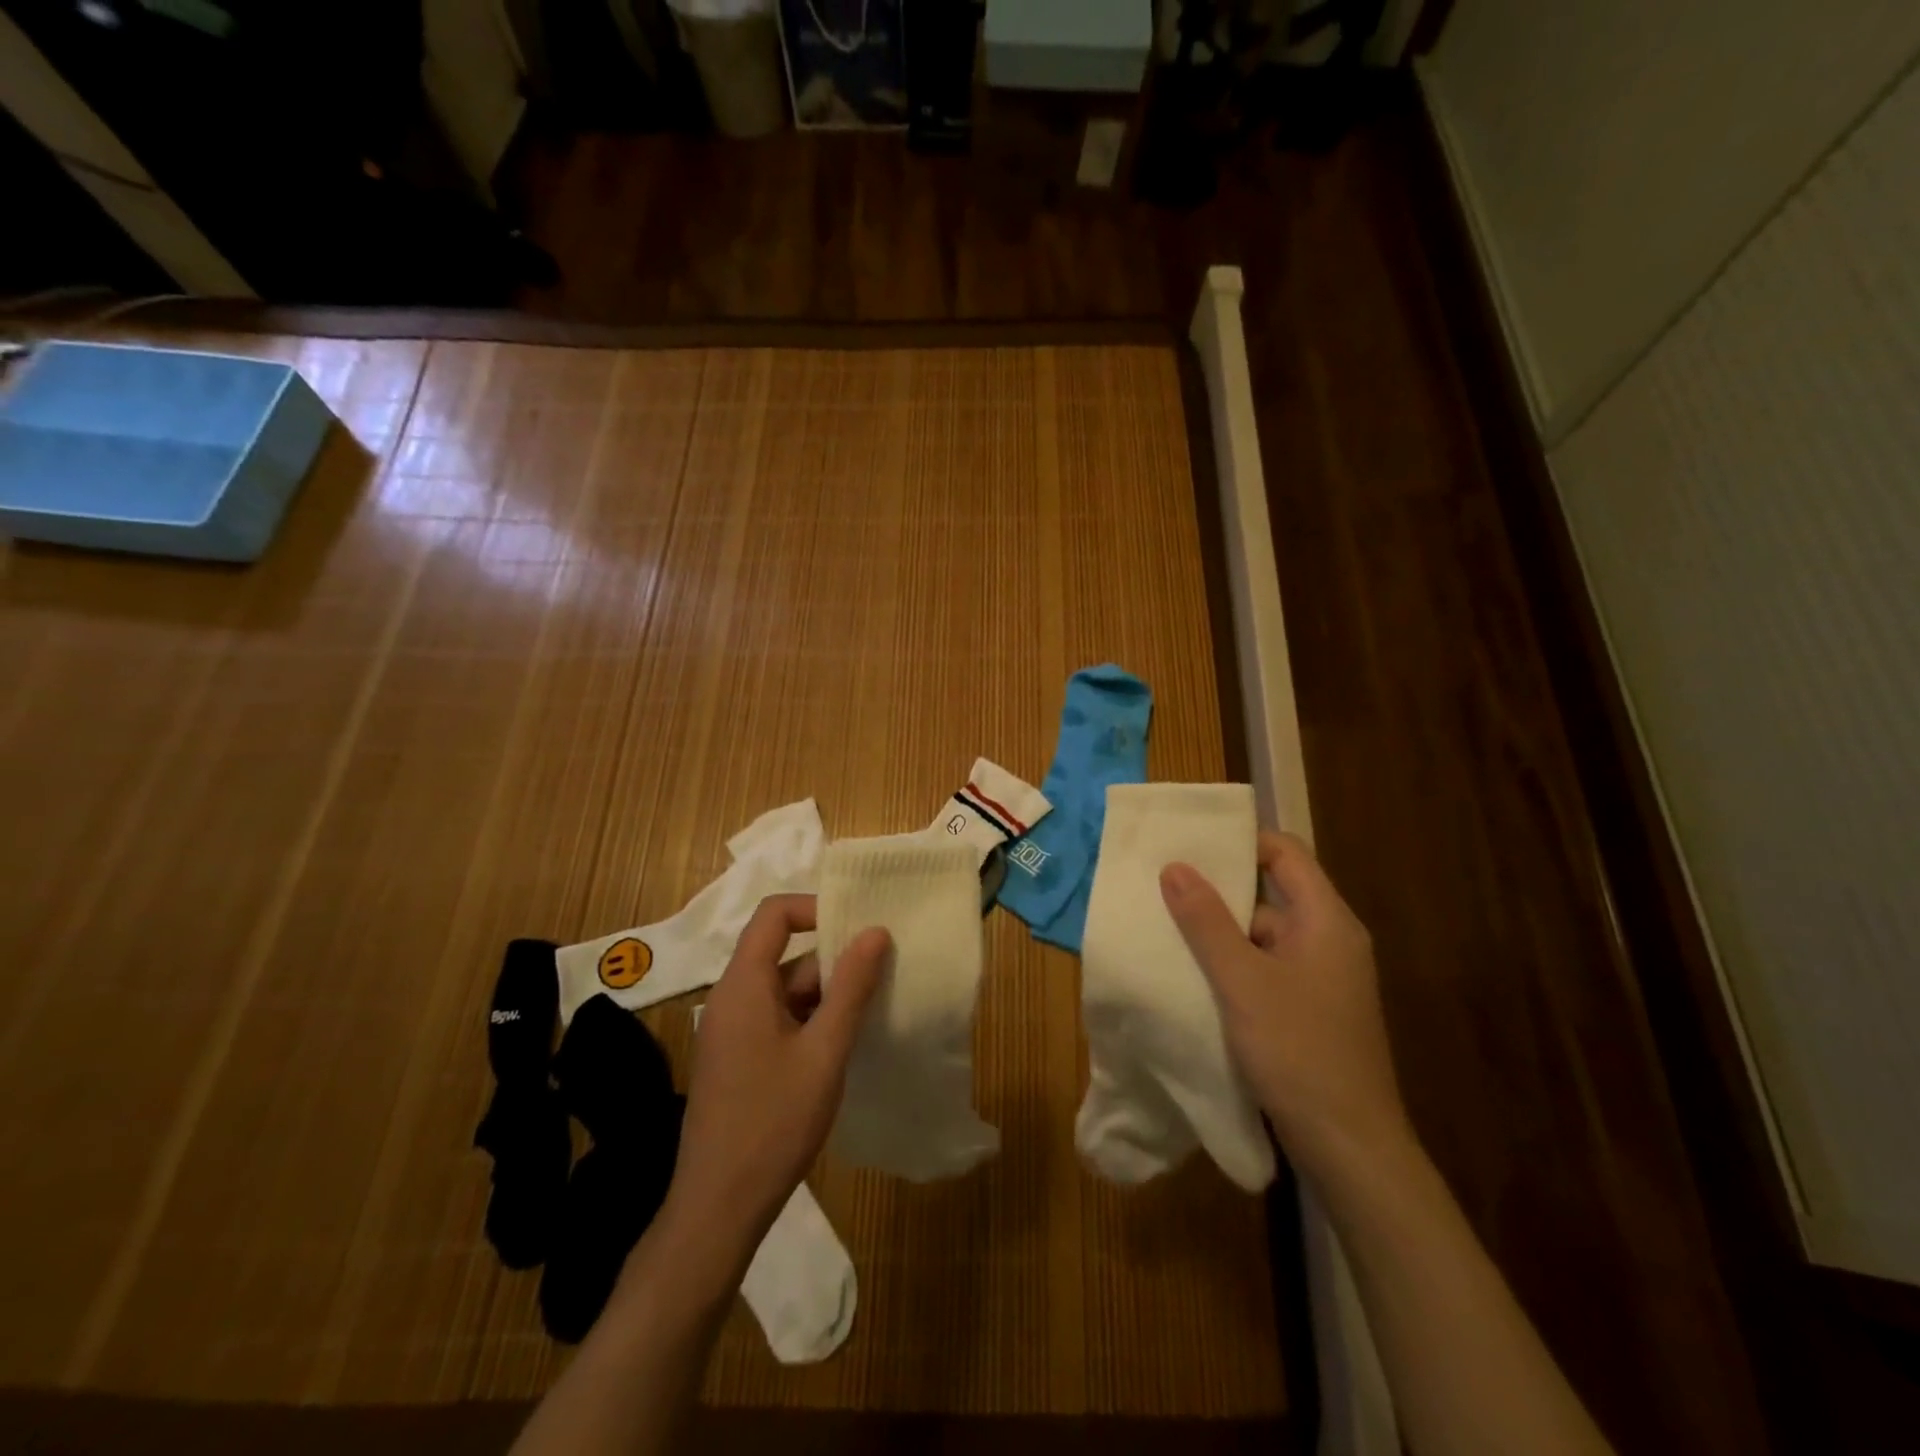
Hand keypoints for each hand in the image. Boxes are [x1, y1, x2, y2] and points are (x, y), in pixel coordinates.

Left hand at [663, 894, 888, 1267]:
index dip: (815, 908)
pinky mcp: (737, 1057)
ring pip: (785, 990)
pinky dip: (811, 1020)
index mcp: (743, 985)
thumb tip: (876, 932)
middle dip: (834, 961)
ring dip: (827, 995)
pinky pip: (778, 1018)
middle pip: (785, 955)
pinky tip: (842, 1045)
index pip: (774, 915)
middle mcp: (732, 997)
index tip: (859, 926)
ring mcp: (732, 1030)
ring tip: (873, 1011)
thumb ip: (852, 988)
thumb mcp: (824, 1052)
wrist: (718, 1208)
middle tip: (883, 975)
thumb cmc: (773, 1123)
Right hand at [1160, 832, 1410, 1177]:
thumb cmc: (1299, 1052)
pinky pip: (1264, 968)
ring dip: (1219, 932)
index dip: (1241, 841)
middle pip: (1271, 893)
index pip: (1285, 854)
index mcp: (1326, 921)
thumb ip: (1206, 922)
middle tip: (1164, 883)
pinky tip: (1191, 973)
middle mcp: (1328, 940)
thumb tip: (1174, 866)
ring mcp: (1320, 978)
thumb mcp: (1243, 982)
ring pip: (1263, 935)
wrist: (1349, 1148)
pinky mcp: (1308, 1009)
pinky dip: (1230, 965)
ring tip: (1165, 925)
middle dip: (1218, 889)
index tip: (1191, 843)